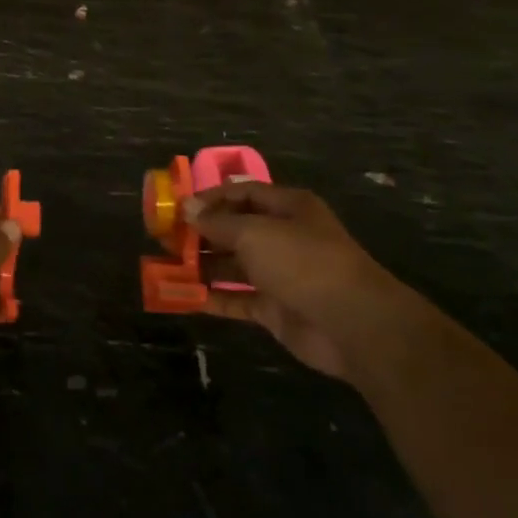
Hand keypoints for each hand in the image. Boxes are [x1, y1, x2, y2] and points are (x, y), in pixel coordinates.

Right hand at [185, 182, 407, 380]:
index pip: (243, 193)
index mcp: (288, 208)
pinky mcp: (275, 308)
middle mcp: (284, 237)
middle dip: (201, 233)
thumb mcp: (254, 233)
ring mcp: (280, 275)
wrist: (353, 324)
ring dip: (201, 266)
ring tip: (165, 266)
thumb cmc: (303, 262)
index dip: (210, 197)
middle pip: (235, 229)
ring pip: (233, 265)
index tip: (178, 208)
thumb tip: (186, 208)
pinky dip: (212, 298)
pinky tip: (182, 297)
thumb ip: (217, 222)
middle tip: (164, 238)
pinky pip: (236, 299)